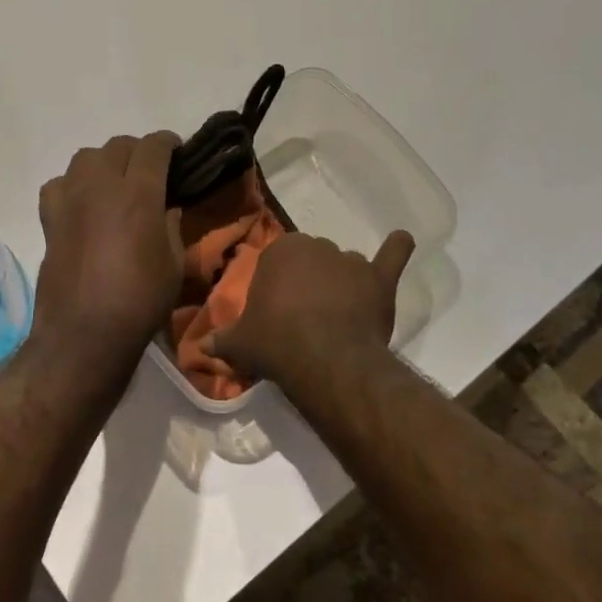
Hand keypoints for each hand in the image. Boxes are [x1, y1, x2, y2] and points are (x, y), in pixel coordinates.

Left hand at [31, 133, 183, 368]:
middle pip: (119, 146)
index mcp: (138, 194)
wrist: (85, 332)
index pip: (154, 147)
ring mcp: (70, 199)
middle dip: (139, 152)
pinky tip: (83, 204)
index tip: (178, 153)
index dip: (169, 144)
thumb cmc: (139, 300)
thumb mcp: (174, 263)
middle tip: (151, 172)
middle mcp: (101, 186)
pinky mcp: (49, 218)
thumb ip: (171, 225)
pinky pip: (59, 184)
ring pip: (86, 158)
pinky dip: (73, 185)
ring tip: (115, 184)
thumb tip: (165, 206)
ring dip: (105, 163)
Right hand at [210, 230, 414, 386]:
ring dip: (342, 281)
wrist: (324, 359)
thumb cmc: (275, 342)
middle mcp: (317, 246)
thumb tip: (200, 347)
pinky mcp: (380, 279)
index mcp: (280, 252)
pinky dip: (397, 248)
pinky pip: (393, 254)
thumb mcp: (240, 343)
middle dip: (309, 281)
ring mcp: (351, 261)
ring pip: (345, 265)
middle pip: (313, 260)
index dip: (278, 286)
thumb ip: (221, 340)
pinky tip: (400, 242)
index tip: (277, 312)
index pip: (277, 261)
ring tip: (337, 314)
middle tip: (303, 316)